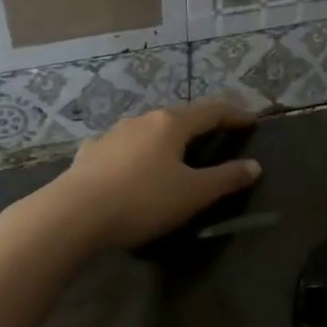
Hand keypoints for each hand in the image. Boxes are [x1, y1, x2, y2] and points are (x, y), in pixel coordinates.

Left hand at [41, 100, 260, 250]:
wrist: (73, 215)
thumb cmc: (142, 200)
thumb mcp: (193, 194)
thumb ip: (225, 179)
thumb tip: (253, 166)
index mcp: (171, 124)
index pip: (212, 110)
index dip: (234, 114)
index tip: (252, 120)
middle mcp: (142, 120)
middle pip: (179, 117)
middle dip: (201, 124)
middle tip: (218, 135)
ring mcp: (112, 134)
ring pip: (148, 131)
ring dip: (167, 138)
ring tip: (176, 153)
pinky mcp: (90, 154)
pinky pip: (123, 148)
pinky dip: (138, 153)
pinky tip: (133, 167)